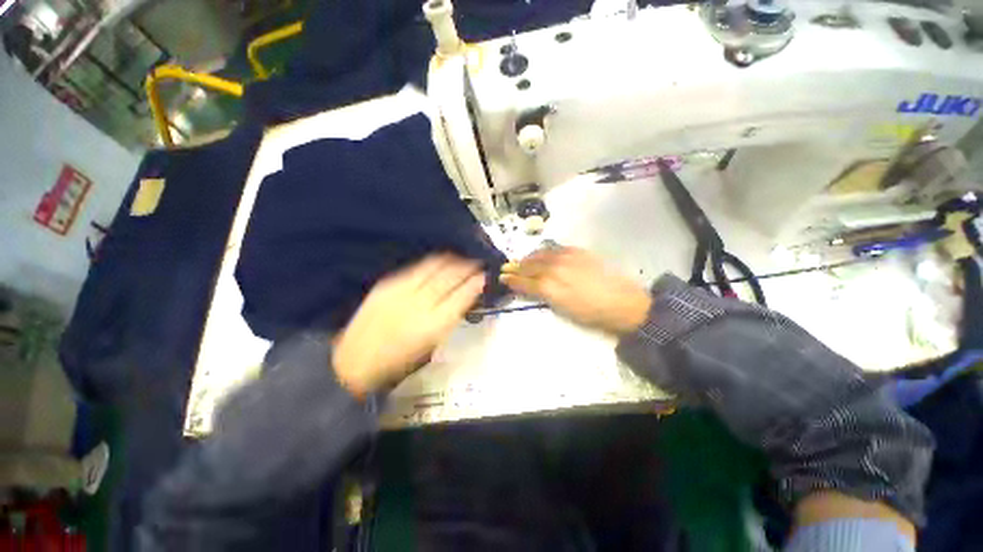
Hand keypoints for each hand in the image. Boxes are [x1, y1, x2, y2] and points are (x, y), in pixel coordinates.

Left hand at [333, 255, 485, 397]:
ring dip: (453, 260)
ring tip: (462, 259)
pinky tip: (440, 262)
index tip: (485, 276)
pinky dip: (434, 262)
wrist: (354, 359)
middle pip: (451, 275)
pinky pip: (418, 267)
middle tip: (478, 263)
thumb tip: (464, 299)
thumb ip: (450, 319)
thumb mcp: (431, 344)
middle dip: (468, 266)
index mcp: (434, 324)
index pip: (463, 295)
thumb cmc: (398, 360)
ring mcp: (402, 289)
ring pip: (435, 265)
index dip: (477, 283)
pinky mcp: (388, 283)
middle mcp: (420, 302)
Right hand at [500, 247, 651, 335]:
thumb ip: (544, 296)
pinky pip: (554, 249)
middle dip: (516, 267)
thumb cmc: (592, 314)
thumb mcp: (563, 310)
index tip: (502, 277)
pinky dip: (544, 252)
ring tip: (523, 261)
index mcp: (549, 287)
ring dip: (528, 258)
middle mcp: (553, 269)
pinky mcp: (577, 252)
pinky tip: (542, 254)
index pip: (524, 281)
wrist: (624, 303)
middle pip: (529, 266)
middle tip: (507, 268)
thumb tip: (532, 288)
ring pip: (540, 255)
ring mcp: (565, 258)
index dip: (512, 280)